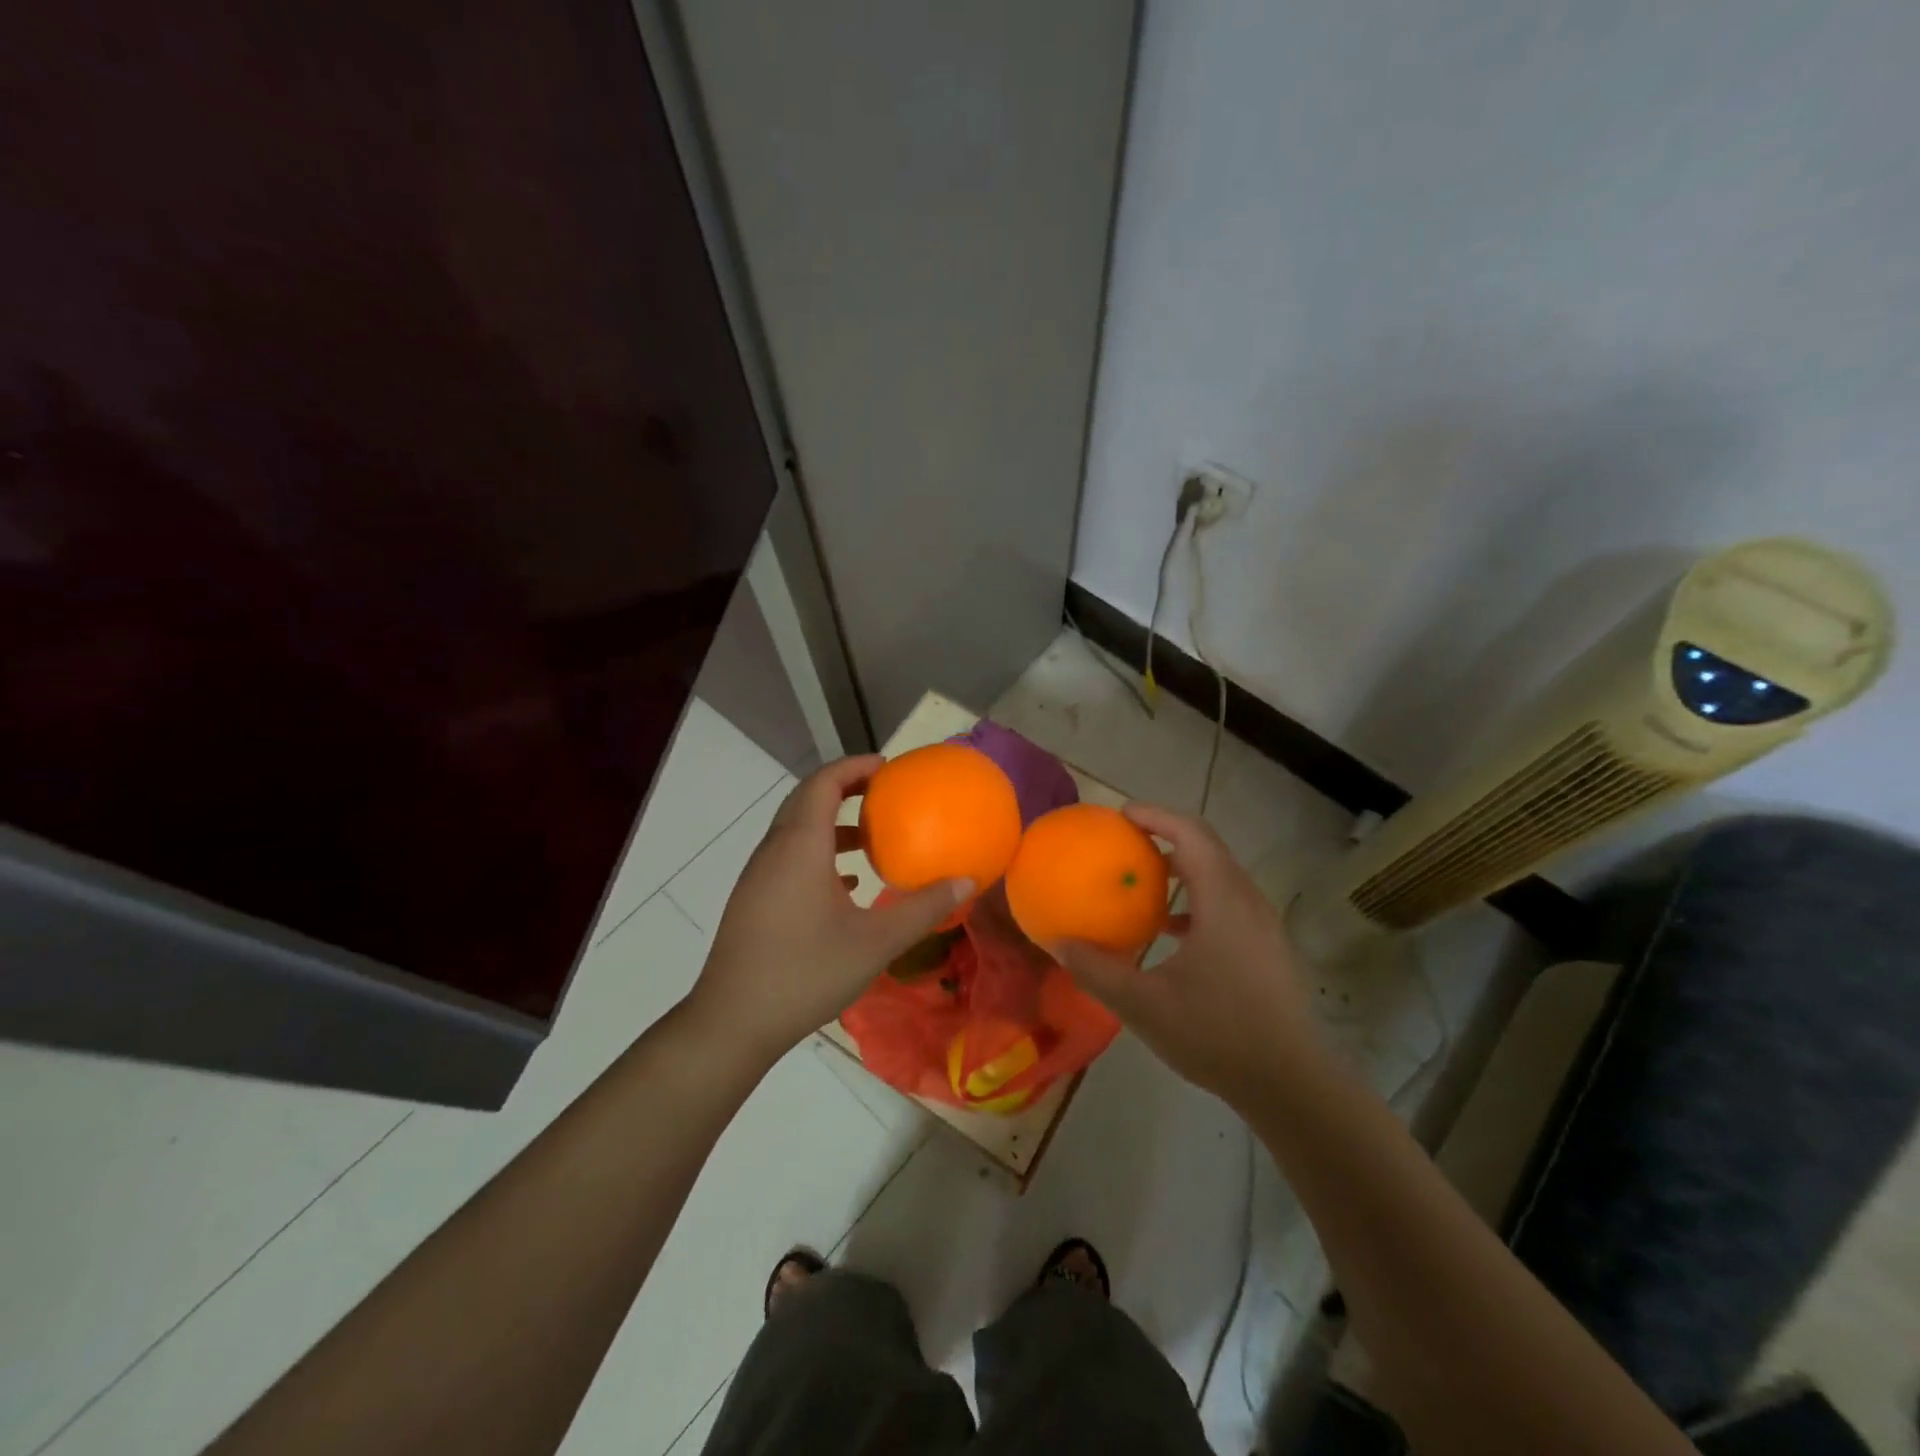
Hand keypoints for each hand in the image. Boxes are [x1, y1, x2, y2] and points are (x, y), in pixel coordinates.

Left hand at [689, 755, 971, 1064]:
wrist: (733, 1022)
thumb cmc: (806, 972)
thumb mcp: (876, 942)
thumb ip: (923, 908)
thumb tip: (966, 881)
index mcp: (800, 846)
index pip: (823, 782)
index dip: (854, 766)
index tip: (889, 768)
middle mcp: (774, 850)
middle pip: (807, 799)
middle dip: (845, 788)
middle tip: (885, 793)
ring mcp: (759, 876)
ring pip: (796, 830)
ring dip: (833, 824)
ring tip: (872, 840)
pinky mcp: (754, 900)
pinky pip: (789, 857)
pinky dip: (819, 854)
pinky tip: (847, 885)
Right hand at [1054, 804, 1314, 1107]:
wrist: (1292, 1085)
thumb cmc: (1217, 1035)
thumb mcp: (1144, 1005)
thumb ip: (1097, 970)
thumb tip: (1058, 943)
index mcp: (1223, 901)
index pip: (1191, 834)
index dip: (1155, 816)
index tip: (1120, 815)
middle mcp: (1248, 901)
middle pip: (1207, 848)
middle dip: (1165, 835)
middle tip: (1125, 842)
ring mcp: (1263, 925)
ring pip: (1219, 875)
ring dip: (1182, 868)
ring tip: (1143, 881)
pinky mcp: (1267, 947)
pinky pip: (1228, 902)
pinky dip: (1196, 898)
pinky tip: (1171, 930)